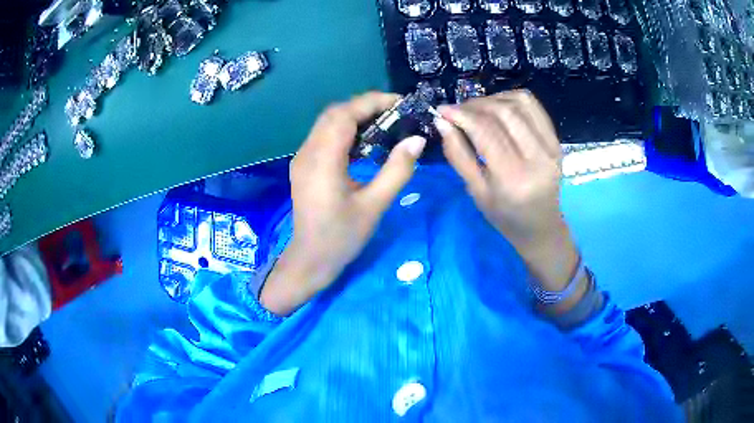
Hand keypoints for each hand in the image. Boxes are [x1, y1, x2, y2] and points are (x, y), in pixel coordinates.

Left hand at [260, 92, 426, 315]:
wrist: (310, 260)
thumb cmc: (342, 237)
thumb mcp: (374, 206)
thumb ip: (397, 170)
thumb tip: (417, 140)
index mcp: (323, 161)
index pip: (345, 115)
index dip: (372, 102)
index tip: (400, 103)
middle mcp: (307, 153)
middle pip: (334, 114)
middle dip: (365, 106)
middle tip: (396, 113)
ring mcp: (302, 158)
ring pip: (328, 123)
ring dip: (355, 117)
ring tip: (385, 123)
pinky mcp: (304, 165)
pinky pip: (324, 136)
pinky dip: (346, 130)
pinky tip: (365, 141)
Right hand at [436, 91, 583, 305]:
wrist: (541, 226)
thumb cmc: (505, 216)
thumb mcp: (476, 192)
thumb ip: (458, 154)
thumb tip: (442, 121)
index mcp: (513, 178)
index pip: (486, 131)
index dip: (461, 114)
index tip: (442, 110)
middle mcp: (536, 158)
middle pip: (502, 112)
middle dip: (474, 105)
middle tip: (457, 110)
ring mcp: (551, 147)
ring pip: (519, 103)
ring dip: (492, 99)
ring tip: (476, 109)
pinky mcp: (556, 140)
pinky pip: (533, 106)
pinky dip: (511, 98)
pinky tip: (498, 106)